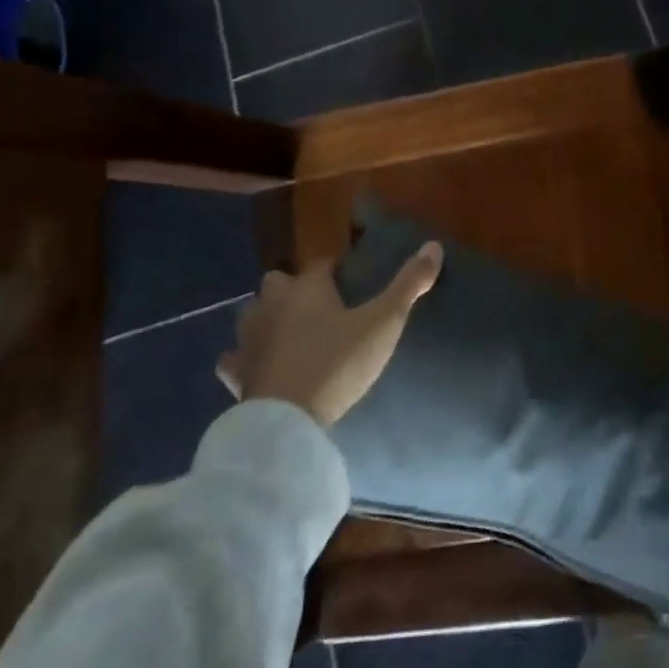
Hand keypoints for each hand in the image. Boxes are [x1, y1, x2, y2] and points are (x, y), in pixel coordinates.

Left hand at [217, 242, 442, 426]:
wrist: (287, 421)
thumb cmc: (336, 364)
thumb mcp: (383, 323)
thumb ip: (408, 285)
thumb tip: (433, 245)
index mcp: (307, 286)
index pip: (322, 264)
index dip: (337, 271)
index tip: (352, 283)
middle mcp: (273, 302)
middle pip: (280, 282)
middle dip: (295, 289)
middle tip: (320, 308)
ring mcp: (249, 337)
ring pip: (254, 313)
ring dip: (268, 317)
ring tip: (290, 332)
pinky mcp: (237, 372)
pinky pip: (235, 357)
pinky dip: (244, 357)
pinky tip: (254, 365)